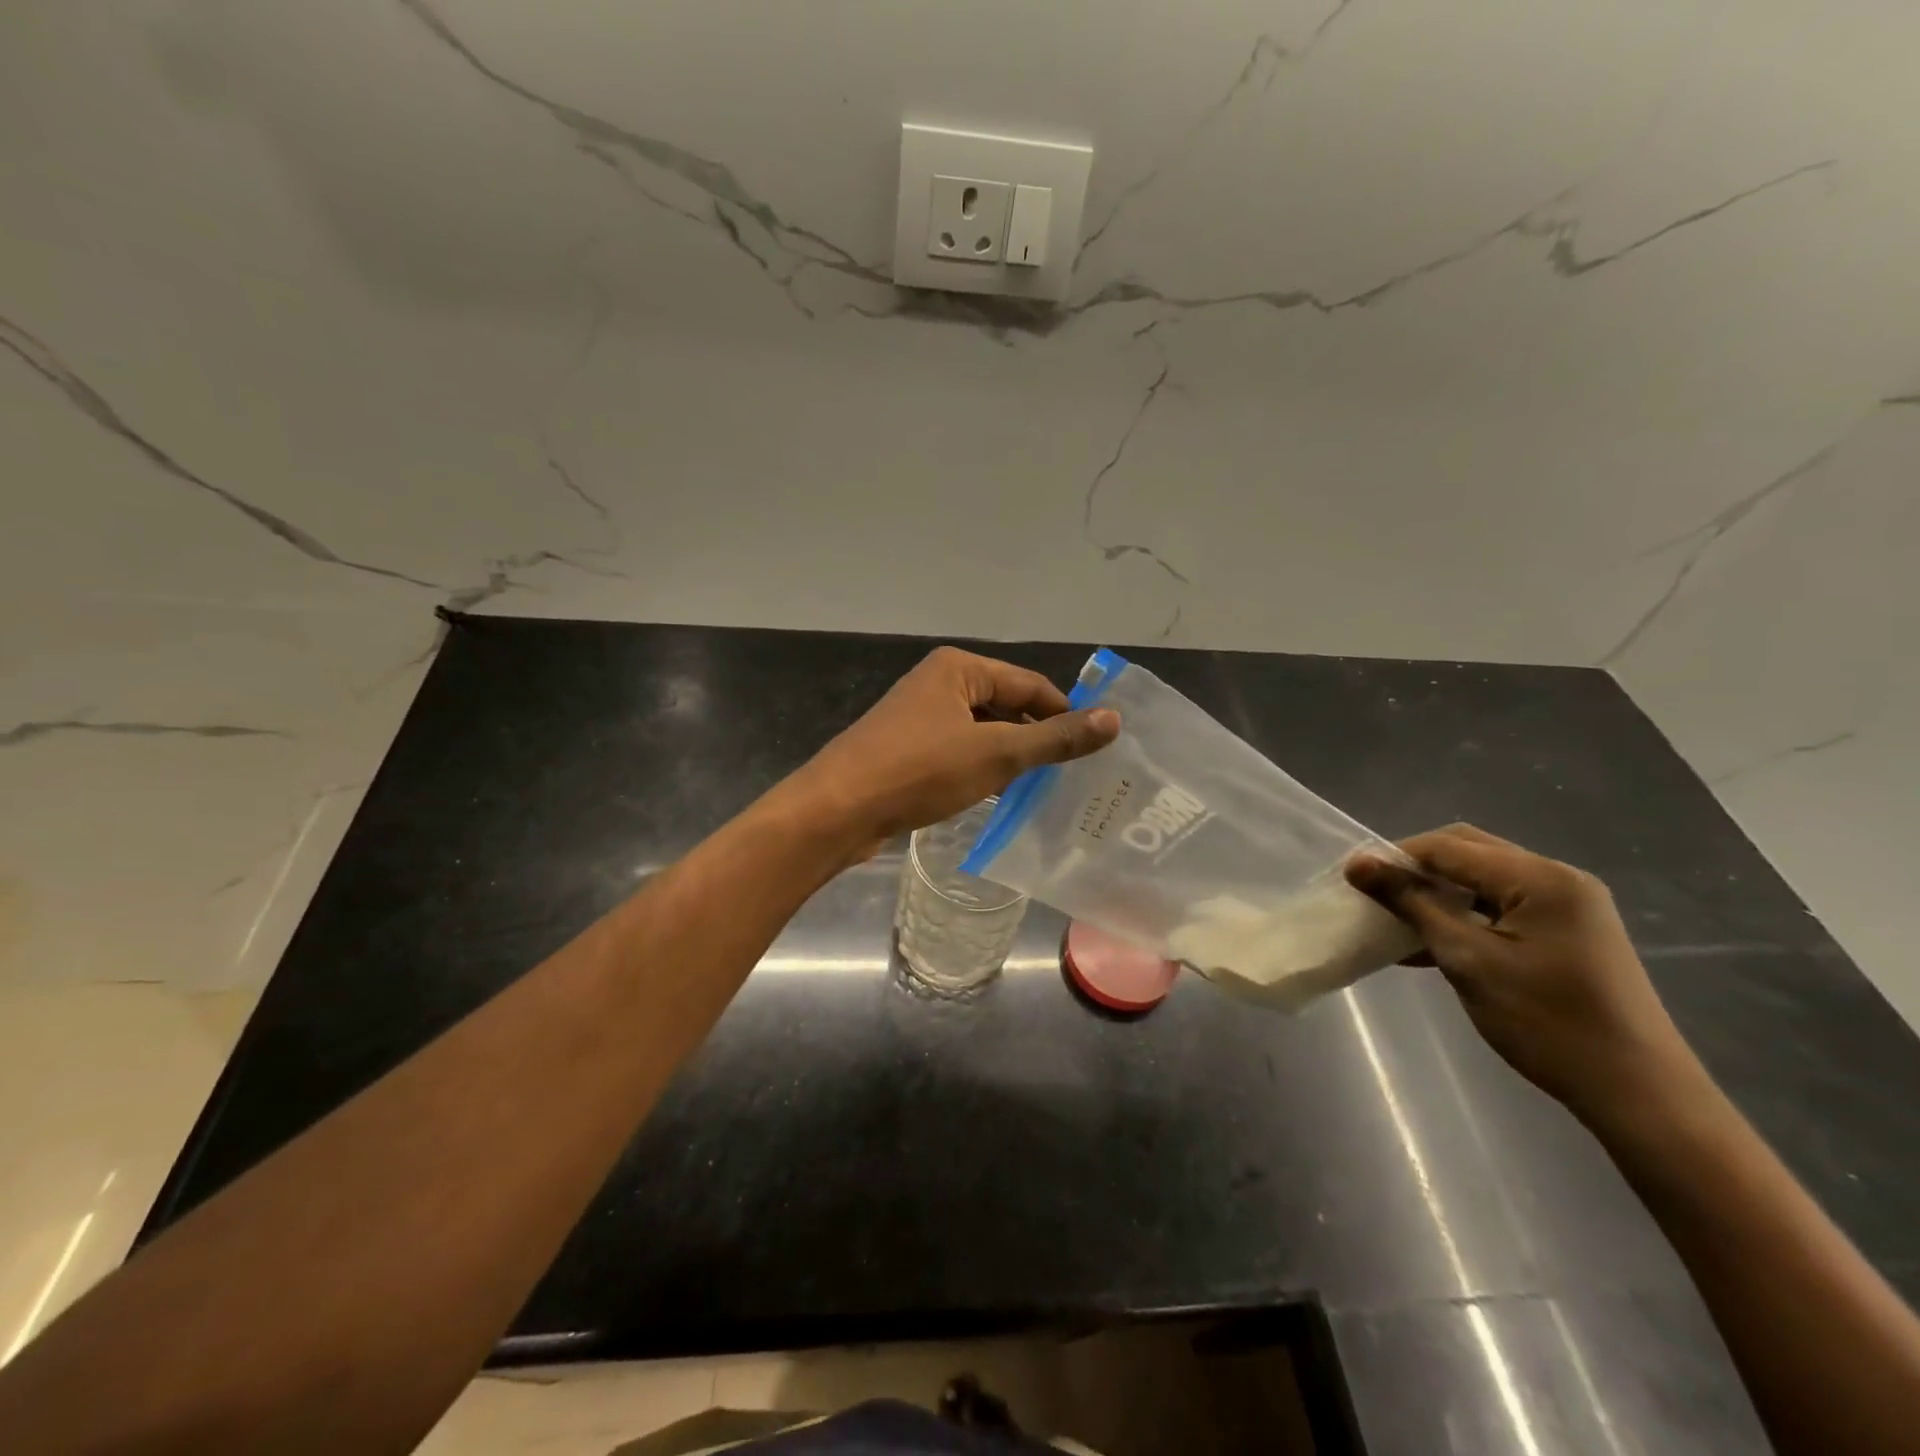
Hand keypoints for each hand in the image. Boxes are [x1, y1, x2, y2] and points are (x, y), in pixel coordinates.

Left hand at [784, 647, 1119, 858]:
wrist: (838, 810)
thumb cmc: (920, 770)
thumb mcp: (996, 754)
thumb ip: (1056, 739)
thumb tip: (1114, 719)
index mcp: (959, 669)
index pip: (1030, 685)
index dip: (1064, 716)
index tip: (1093, 752)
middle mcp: (939, 684)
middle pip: (1005, 707)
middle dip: (1035, 740)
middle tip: (1071, 778)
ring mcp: (919, 718)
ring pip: (982, 733)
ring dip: (1009, 759)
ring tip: (1042, 792)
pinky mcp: (907, 750)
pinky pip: (959, 753)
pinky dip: (981, 771)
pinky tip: (997, 799)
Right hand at [1346, 823, 1695, 1120]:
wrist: (1638, 1093)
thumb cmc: (1546, 1022)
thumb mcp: (1467, 960)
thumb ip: (1412, 904)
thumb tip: (1358, 864)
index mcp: (1540, 878)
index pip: (1448, 847)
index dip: (1395, 857)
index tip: (1351, 878)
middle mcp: (1557, 878)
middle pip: (1468, 852)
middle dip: (1416, 868)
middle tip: (1374, 894)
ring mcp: (1568, 904)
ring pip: (1482, 878)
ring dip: (1437, 892)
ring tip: (1395, 919)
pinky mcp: (1567, 930)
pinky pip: (1501, 904)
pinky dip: (1462, 914)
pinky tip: (1430, 941)